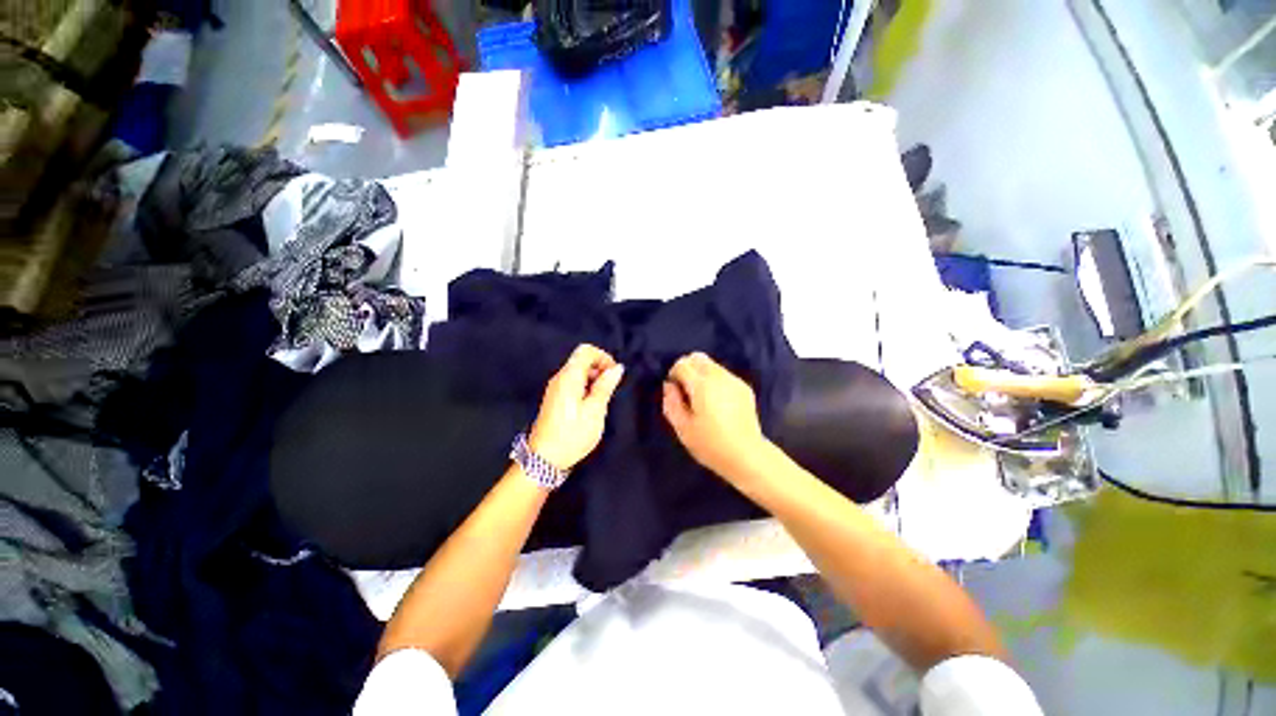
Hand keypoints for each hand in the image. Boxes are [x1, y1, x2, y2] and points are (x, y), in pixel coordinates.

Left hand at [529, 344, 624, 471]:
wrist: (543, 459)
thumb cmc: (572, 435)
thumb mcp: (594, 411)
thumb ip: (605, 386)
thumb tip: (617, 368)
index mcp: (569, 377)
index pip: (586, 350)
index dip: (603, 357)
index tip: (613, 375)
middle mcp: (560, 378)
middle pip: (582, 359)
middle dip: (600, 369)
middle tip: (610, 390)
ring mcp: (555, 388)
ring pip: (578, 371)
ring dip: (594, 379)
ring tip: (602, 400)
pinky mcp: (555, 398)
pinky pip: (573, 383)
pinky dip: (586, 387)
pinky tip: (591, 405)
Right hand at [662, 352, 769, 481]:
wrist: (746, 455)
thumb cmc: (710, 444)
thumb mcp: (682, 428)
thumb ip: (671, 403)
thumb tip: (669, 386)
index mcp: (702, 384)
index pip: (682, 363)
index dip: (675, 375)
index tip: (676, 392)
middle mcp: (719, 376)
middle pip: (698, 357)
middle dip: (688, 369)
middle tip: (687, 392)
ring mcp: (734, 380)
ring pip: (712, 365)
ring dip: (702, 375)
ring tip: (703, 399)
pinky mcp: (744, 388)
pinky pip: (724, 375)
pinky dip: (716, 381)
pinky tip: (719, 404)